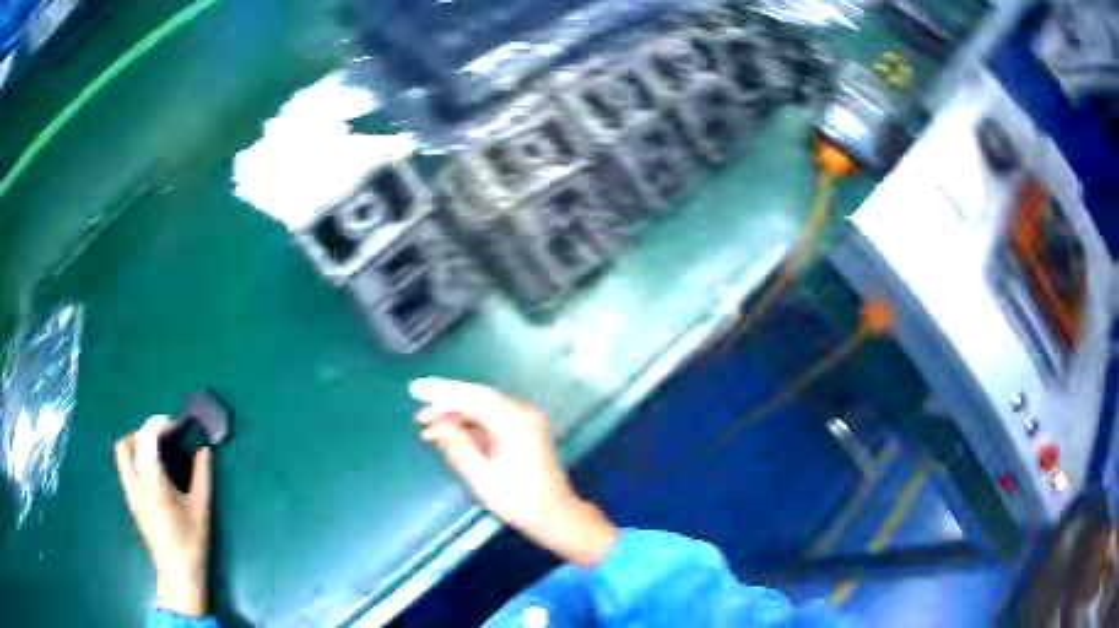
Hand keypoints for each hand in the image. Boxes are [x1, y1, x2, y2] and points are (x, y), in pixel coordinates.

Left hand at [114, 415, 212, 616]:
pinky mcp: (131, 502)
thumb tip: (205, 450)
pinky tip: (154, 472)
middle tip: (162, 438)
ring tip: (157, 452)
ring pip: (122, 455)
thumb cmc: (191, 543)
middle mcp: (135, 484)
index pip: (146, 439)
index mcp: (153, 483)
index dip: (159, 424)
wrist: (178, 575)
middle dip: (142, 432)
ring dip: (136, 445)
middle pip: (125, 443)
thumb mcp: (202, 509)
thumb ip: (202, 476)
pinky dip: (136, 459)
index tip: (175, 425)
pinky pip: (126, 469)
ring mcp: (130, 493)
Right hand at [411, 378, 617, 566]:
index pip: (471, 396)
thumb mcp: (481, 476)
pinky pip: (492, 421)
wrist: (556, 516)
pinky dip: (471, 426)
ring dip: (457, 417)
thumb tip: (438, 425)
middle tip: (419, 416)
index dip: (441, 392)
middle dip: (446, 405)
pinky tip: (450, 436)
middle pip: (477, 399)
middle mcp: (522, 412)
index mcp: (514, 419)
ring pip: (484, 410)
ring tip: (428, 429)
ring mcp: (525, 421)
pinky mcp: (525, 433)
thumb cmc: (519, 500)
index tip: (415, 389)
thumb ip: (457, 446)